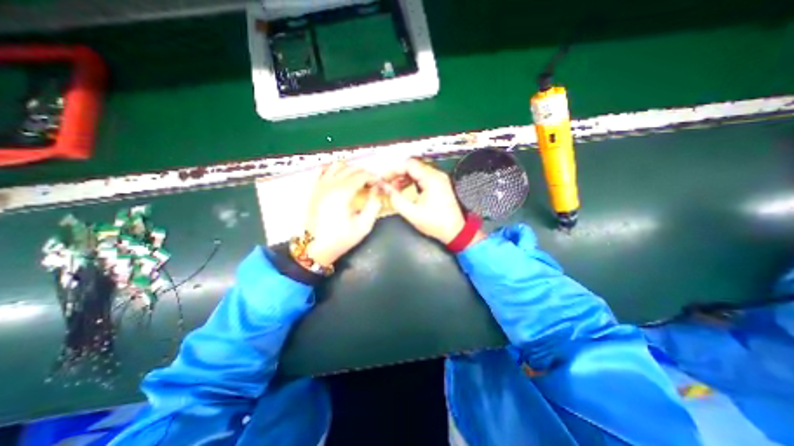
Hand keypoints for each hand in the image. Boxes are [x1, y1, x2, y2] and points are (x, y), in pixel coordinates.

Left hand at [304, 162, 381, 266]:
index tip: (379, 185)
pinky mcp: (314, 189)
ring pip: (337, 165)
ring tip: (357, 180)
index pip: (362, 175)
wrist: (315, 247)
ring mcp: (320, 185)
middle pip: (351, 169)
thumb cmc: (341, 238)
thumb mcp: (363, 226)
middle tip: (372, 184)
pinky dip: (333, 169)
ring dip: (350, 170)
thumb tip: (377, 190)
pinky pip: (323, 170)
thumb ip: (374, 205)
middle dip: (365, 173)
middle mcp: (330, 184)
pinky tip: (339, 178)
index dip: (374, 178)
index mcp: (343, 193)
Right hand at [384, 159, 484, 244]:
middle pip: (413, 166)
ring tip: (394, 188)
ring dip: (404, 178)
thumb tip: (384, 188)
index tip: (383, 179)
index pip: (409, 165)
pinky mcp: (440, 184)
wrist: (455, 231)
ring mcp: (439, 179)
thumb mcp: (411, 212)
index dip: (393, 170)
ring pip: (417, 171)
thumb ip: (396, 198)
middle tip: (387, 184)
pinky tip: (405, 189)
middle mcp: (437, 175)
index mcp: (431, 179)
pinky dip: (412, 181)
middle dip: (398, 174)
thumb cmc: (434, 223)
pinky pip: (423, 177)